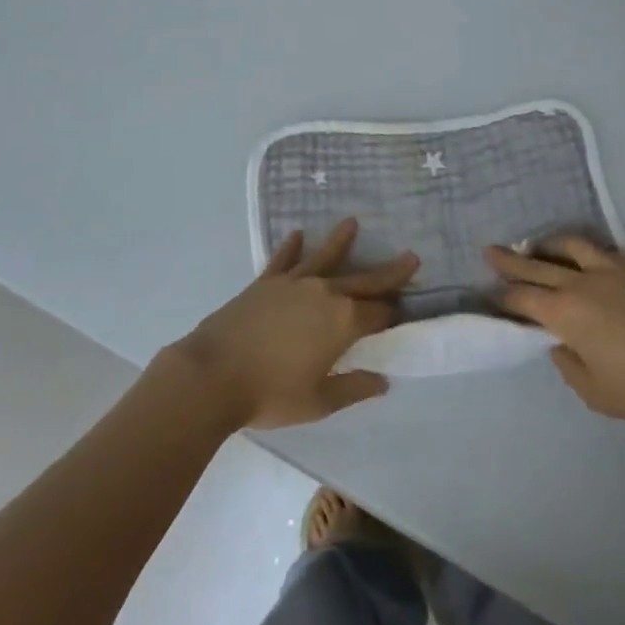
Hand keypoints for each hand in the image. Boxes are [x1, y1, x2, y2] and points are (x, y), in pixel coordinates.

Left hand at [171, 219, 418, 429]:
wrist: (213, 374)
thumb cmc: (270, 394)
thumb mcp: (319, 402)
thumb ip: (353, 388)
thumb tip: (382, 381)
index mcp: (343, 322)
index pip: (379, 313)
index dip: (395, 313)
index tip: (406, 309)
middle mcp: (325, 293)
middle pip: (364, 280)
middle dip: (389, 271)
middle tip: (411, 257)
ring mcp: (294, 283)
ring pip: (325, 257)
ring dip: (340, 241)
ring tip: (352, 222)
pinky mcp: (266, 282)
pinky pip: (284, 259)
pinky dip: (291, 246)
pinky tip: (298, 234)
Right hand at [488, 237, 624, 432]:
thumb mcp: (596, 393)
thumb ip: (567, 364)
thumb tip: (559, 342)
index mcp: (566, 313)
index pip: (523, 298)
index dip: (502, 295)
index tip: (488, 292)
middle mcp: (582, 283)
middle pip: (537, 265)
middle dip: (510, 260)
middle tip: (490, 251)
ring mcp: (611, 270)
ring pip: (569, 246)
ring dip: (546, 245)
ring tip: (534, 247)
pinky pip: (600, 249)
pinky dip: (581, 249)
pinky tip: (581, 257)